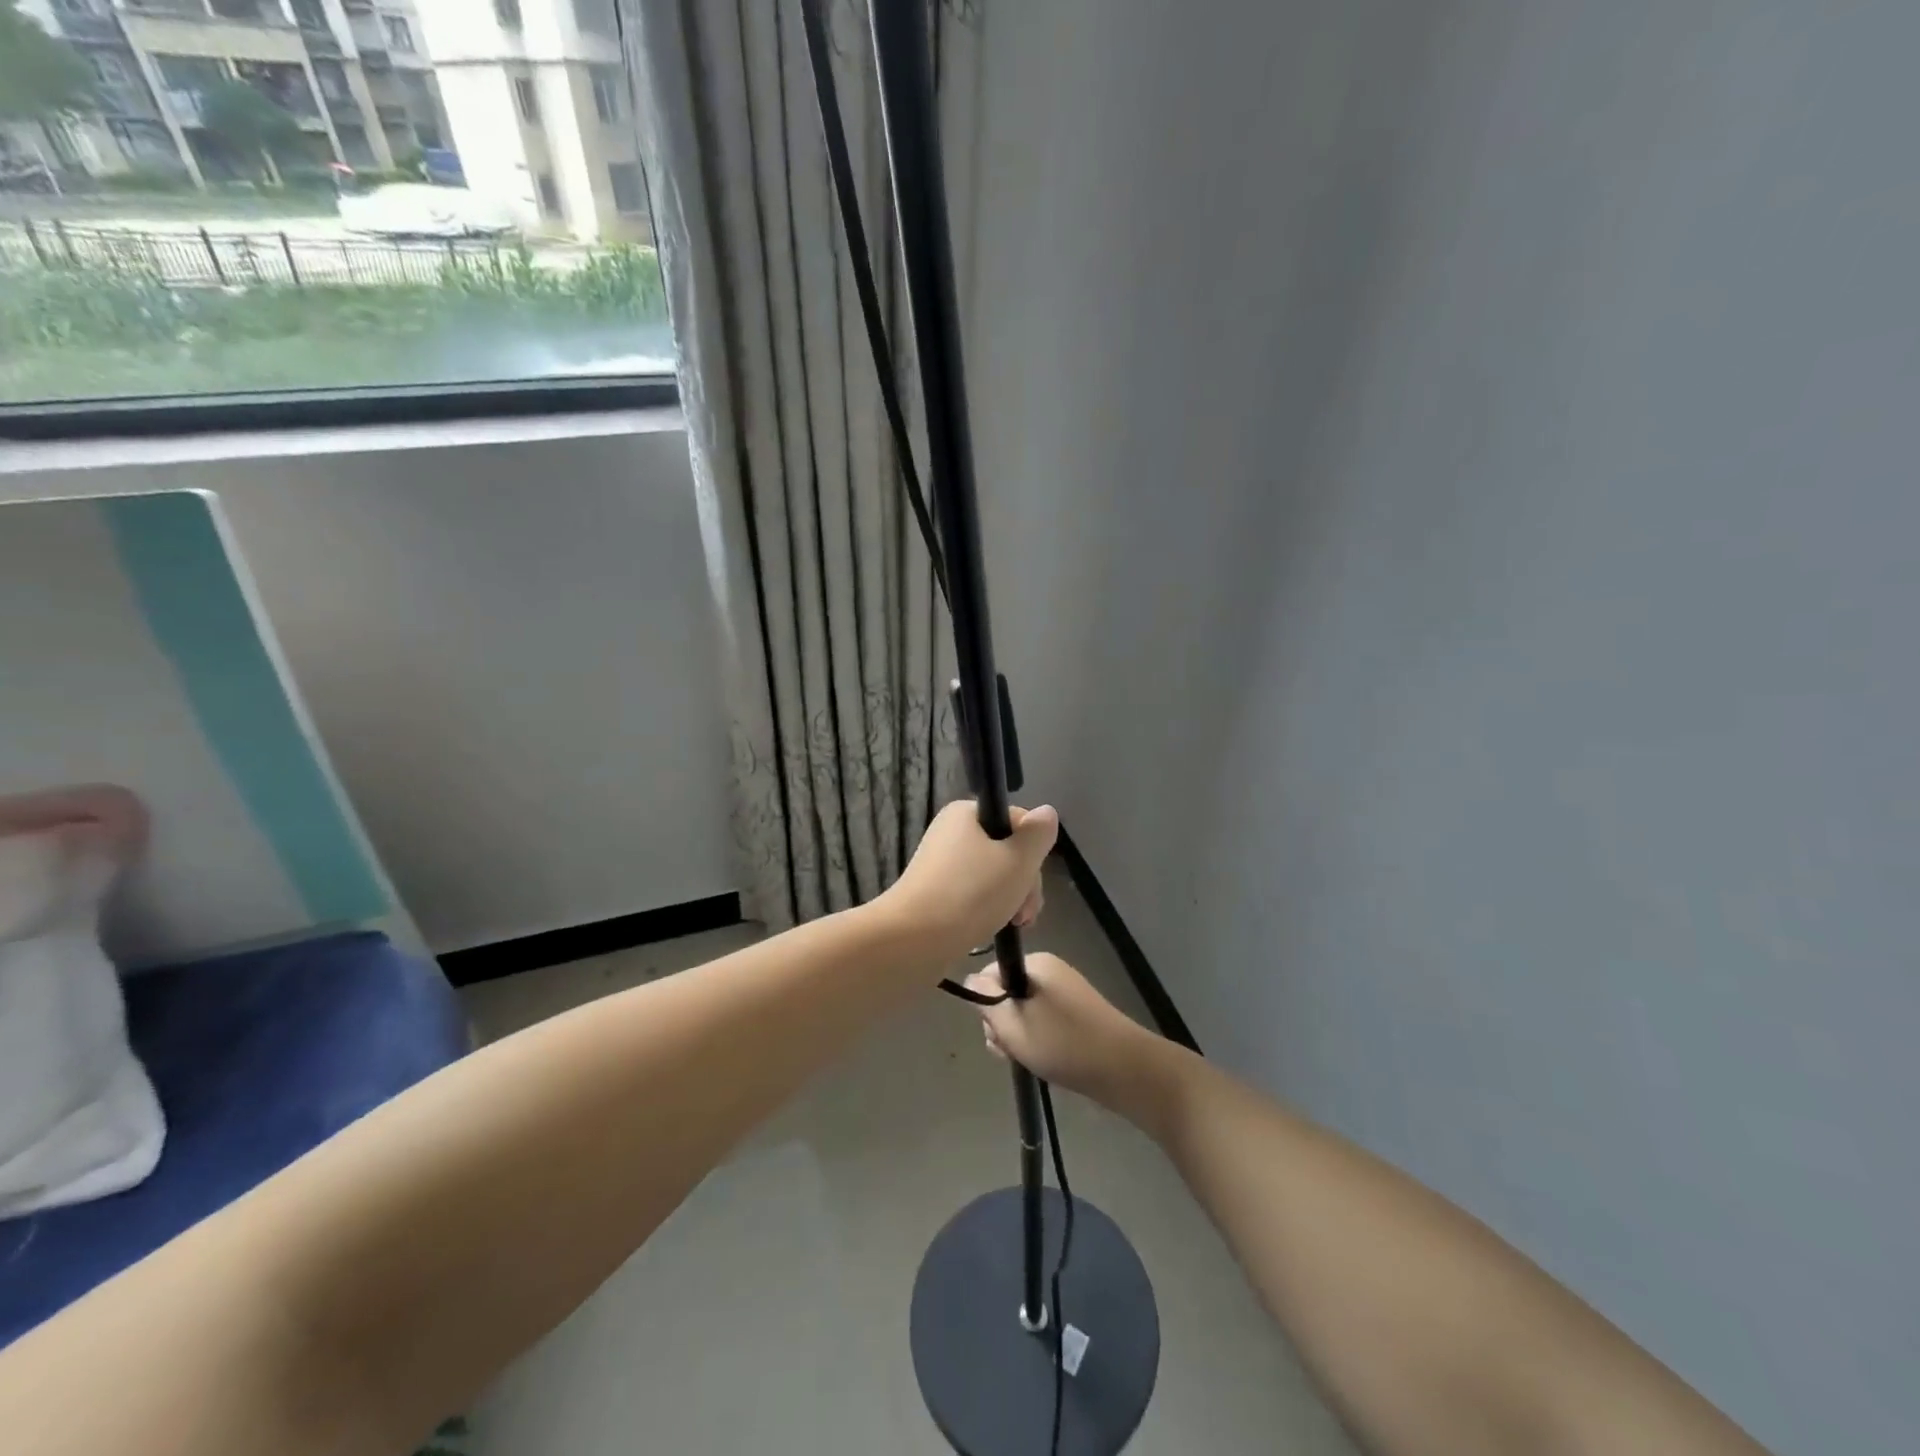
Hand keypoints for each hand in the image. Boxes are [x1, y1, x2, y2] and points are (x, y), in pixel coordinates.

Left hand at [879, 800, 1056, 958]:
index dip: (1033, 850)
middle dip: (1024, 881)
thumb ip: (1038, 834)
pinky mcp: (935, 892)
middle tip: (1024, 912)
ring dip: (1011, 898)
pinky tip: (994, 928)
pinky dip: (989, 908)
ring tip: (1014, 924)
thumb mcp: (1018, 860)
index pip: (1017, 820)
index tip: (1034, 879)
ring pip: (993, 875)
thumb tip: (1046, 812)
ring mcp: (941, 864)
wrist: (914, 939)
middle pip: (1006, 849)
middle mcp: (951, 832)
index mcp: (966, 813)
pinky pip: (974, 893)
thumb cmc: (971, 893)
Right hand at [966, 952, 1164, 1108]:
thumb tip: (969, 979)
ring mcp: (1065, 993)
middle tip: (1010, 1050)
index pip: (990, 973)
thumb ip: (985, 1000)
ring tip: (1027, 1060)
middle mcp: (1050, 971)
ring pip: (1024, 1013)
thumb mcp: (1013, 1023)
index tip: (994, 1031)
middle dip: (1002, 1025)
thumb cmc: (1063, 1043)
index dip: (984, 1003)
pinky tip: (1043, 1062)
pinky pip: (1043, 1023)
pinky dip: (1037, 1042)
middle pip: (1006, 994)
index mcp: (1036, 963)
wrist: (1124, 1069)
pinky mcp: (1077, 1016)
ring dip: (1018, 1038)